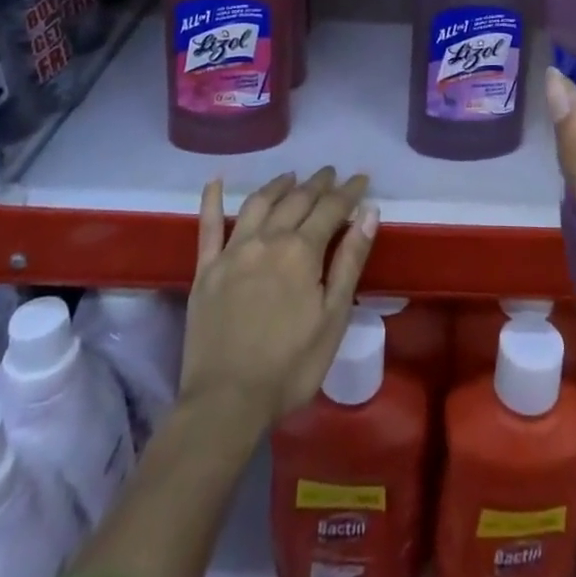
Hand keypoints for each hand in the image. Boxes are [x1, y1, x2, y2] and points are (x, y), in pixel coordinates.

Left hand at [180, 169, 379, 437]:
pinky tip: (216, 182)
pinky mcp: (206, 270)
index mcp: (302, 251)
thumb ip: (350, 260)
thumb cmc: (290, 366)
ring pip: (258, 204)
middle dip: (317, 184)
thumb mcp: (333, 317)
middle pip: (296, 200)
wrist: (226, 403)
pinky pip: (208, 227)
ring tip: (290, 177)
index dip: (348, 191)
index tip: (361, 178)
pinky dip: (211, 201)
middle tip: (330, 173)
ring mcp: (233, 252)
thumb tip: (369, 211)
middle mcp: (268, 239)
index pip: (331, 209)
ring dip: (277, 186)